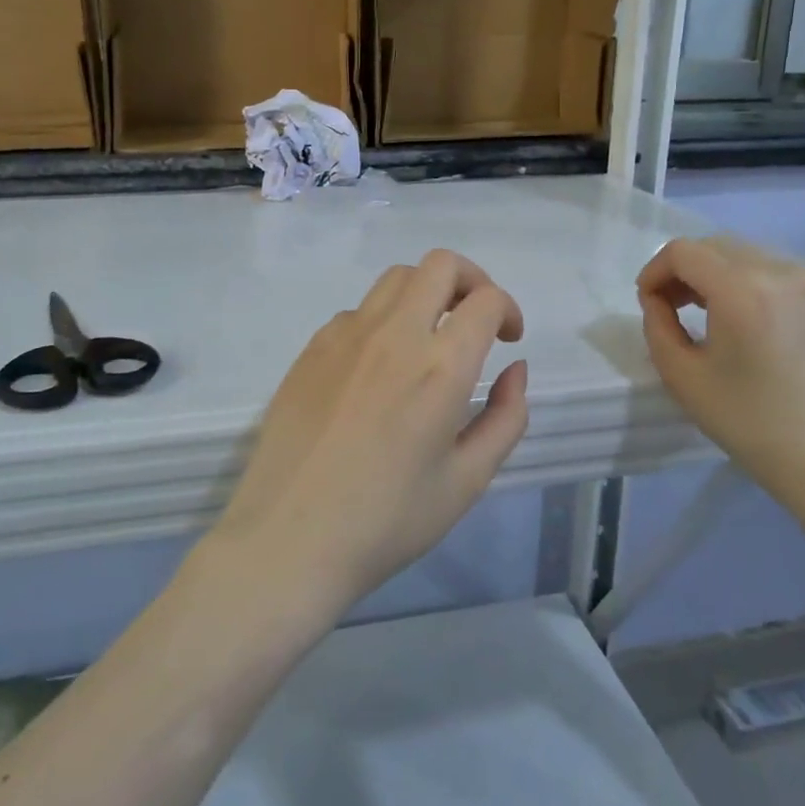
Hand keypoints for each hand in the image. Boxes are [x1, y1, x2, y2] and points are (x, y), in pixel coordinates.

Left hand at [209, 250, 529, 615]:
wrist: (289, 539)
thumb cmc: (386, 521)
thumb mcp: (467, 481)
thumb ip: (506, 417)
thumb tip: (515, 369)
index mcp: (440, 368)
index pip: (485, 299)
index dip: (508, 309)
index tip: (507, 340)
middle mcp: (393, 335)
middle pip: (439, 265)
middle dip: (470, 280)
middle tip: (474, 321)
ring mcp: (345, 336)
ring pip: (395, 279)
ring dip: (425, 294)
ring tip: (429, 338)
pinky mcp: (311, 348)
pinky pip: (357, 312)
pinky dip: (382, 321)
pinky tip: (378, 369)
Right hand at [637, 236, 804, 517]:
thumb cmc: (750, 424)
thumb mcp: (683, 377)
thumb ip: (657, 326)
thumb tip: (657, 299)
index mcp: (744, 291)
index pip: (683, 252)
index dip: (654, 271)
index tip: (646, 303)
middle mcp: (780, 272)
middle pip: (712, 246)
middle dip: (680, 270)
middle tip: (666, 307)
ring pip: (740, 254)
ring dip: (709, 272)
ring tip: (698, 311)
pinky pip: (768, 268)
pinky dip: (740, 279)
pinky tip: (734, 315)